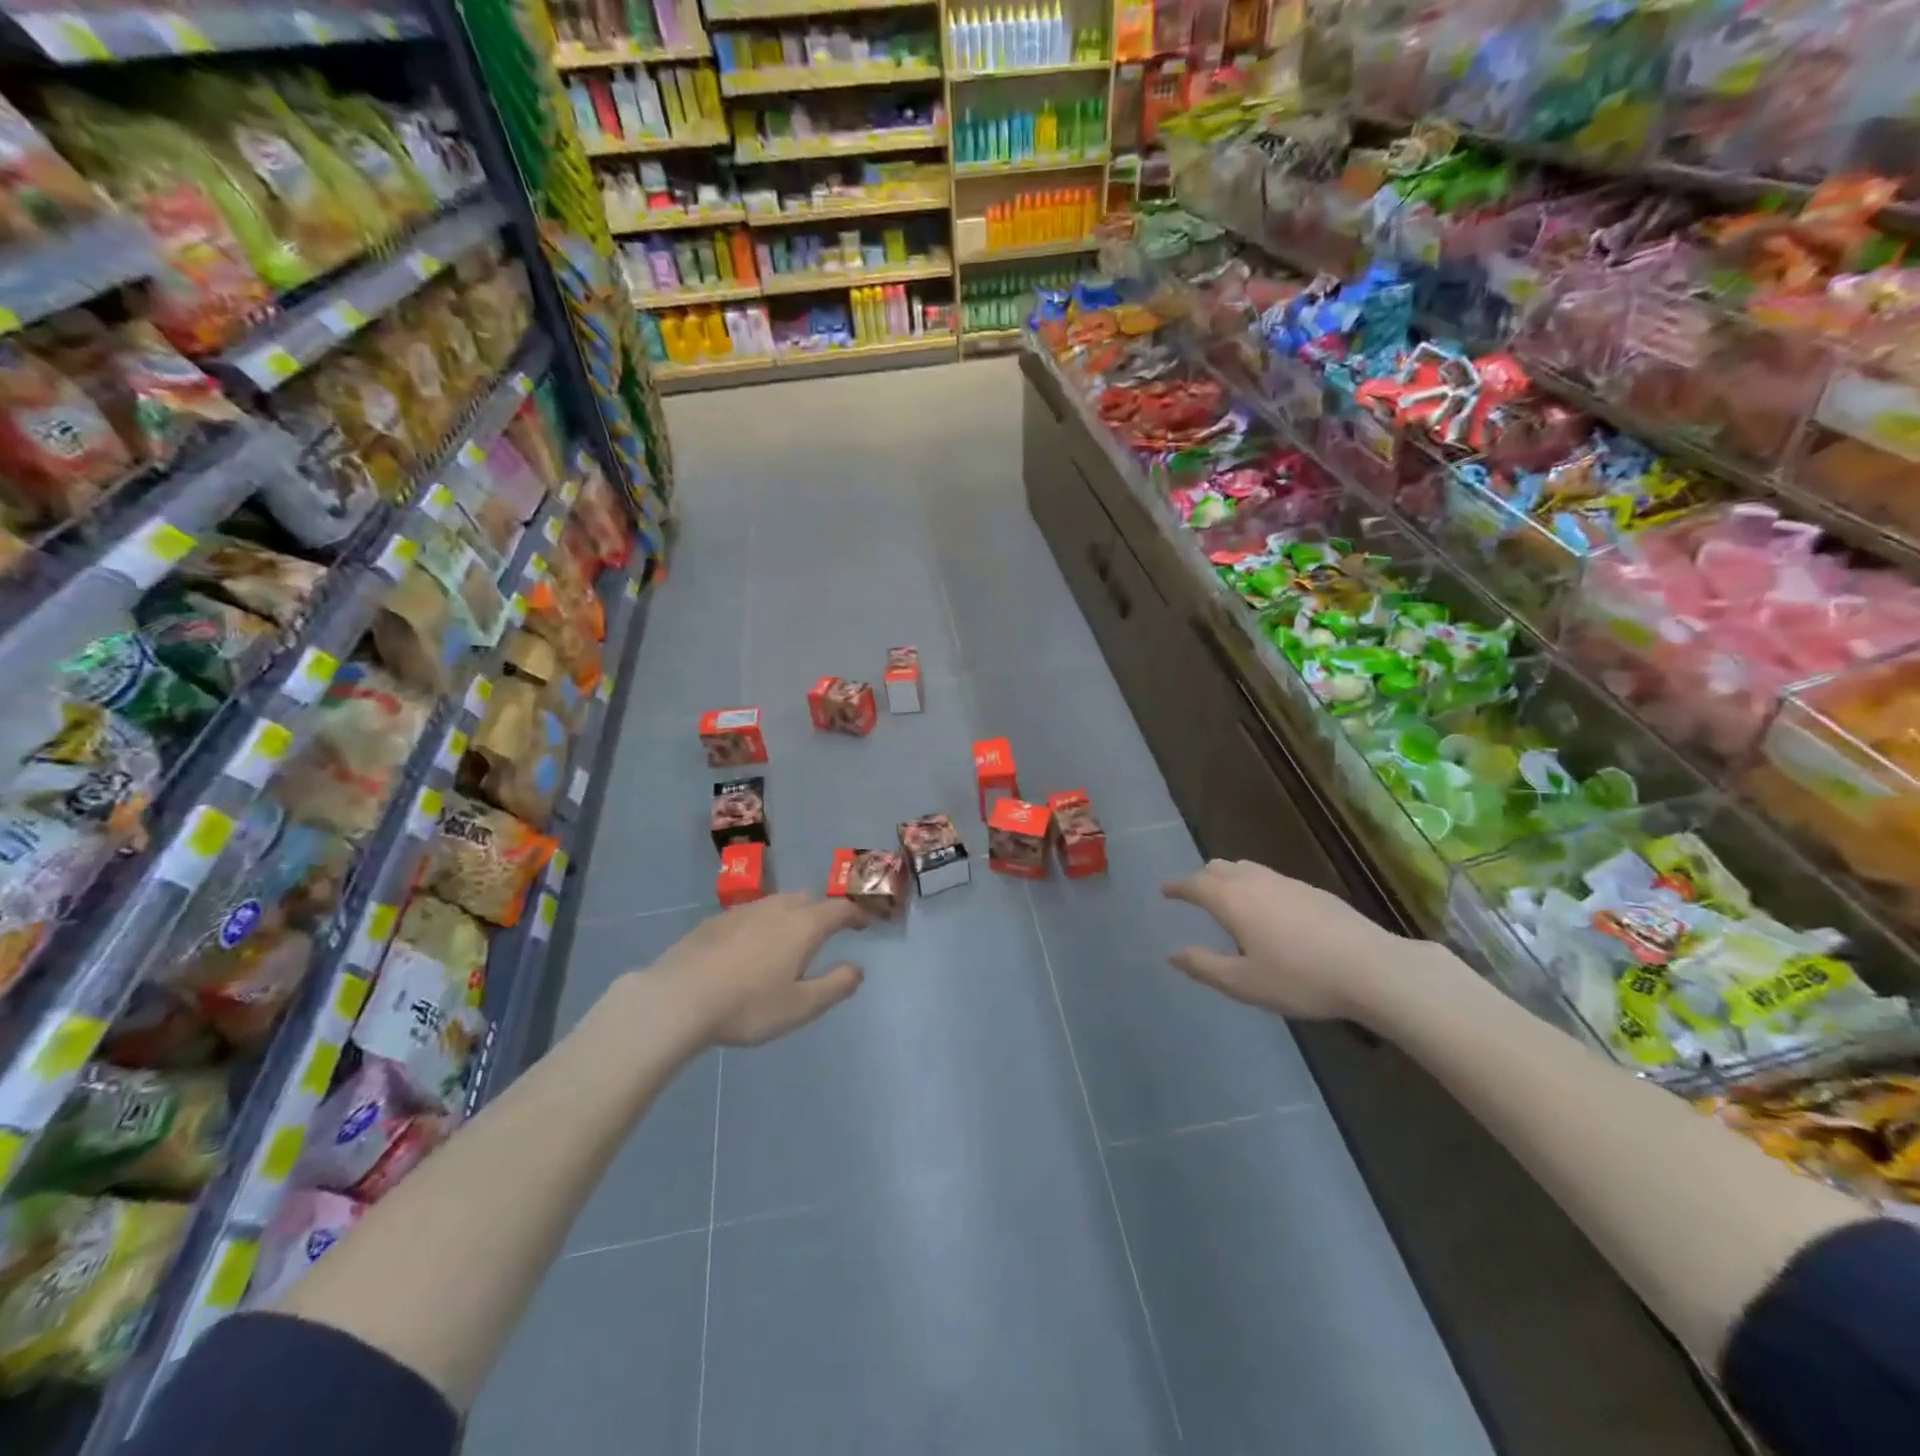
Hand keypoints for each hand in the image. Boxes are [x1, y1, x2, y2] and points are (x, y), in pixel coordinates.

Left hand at [639, 893, 867, 1047]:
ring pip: (778, 902)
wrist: (679, 997)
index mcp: (804, 925)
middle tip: (828, 931)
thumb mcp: (801, 1006)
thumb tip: (858, 969)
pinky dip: (763, 922)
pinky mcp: (717, 920)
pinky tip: (752, 946)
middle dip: (823, 911)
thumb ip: (835, 986)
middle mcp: (778, 908)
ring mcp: (745, 910)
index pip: (839, 909)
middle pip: (809, 899)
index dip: (855, 914)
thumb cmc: (748, 1005)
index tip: (864, 924)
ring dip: (793, 913)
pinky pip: (752, 913)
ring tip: (791, 937)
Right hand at [1161, 859, 1414, 1020]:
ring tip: (1228, 897)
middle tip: (1194, 894)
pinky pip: (1271, 878)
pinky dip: (1256, 886)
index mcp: (1231, 900)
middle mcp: (1255, 881)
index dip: (1177, 887)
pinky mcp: (1313, 891)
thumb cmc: (1299, 979)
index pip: (1195, 884)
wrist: (1372, 969)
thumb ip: (1204, 966)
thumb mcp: (1243, 983)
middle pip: (1219, 868)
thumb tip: (1173, 954)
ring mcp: (1287, 883)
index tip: (1165, 890)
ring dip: (1230, 878)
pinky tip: (1269, 910)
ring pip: (1247, 868)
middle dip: (1202, 878)